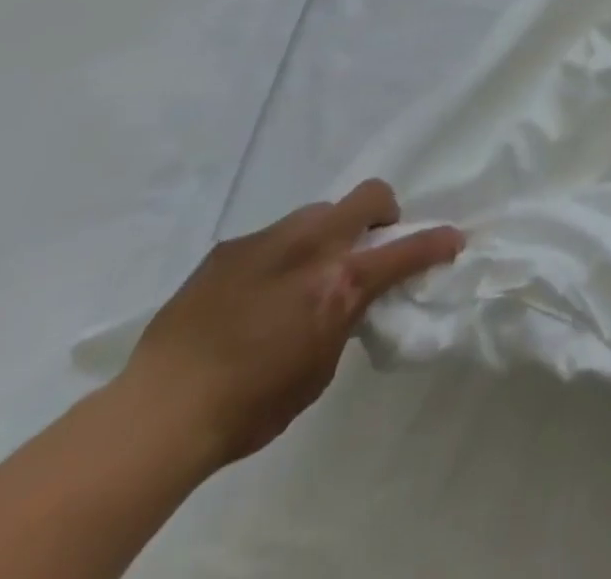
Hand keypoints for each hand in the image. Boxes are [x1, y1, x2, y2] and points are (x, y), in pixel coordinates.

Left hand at [115, 180, 463, 474]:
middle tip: (370, 244)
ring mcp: (269, 241)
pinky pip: (271, 238)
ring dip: (326, 234)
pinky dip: (279, 255)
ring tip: (302, 274)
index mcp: (342, 281)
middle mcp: (313, 246)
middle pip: (369, 196)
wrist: (158, 414)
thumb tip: (348, 300)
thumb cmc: (251, 406)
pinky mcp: (228, 249)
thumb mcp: (320, 367)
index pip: (408, 249)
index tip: (453, 240)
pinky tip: (254, 294)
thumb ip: (345, 319)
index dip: (437, 242)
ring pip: (317, 212)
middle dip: (382, 213)